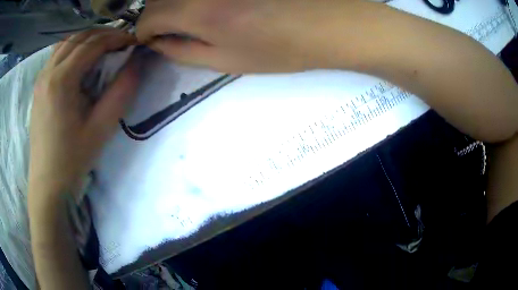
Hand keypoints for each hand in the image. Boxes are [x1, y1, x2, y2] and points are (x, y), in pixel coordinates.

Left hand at [29, 29, 138, 198]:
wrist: (47, 181)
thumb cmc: (73, 158)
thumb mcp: (102, 128)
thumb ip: (121, 91)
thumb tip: (137, 62)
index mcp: (61, 80)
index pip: (93, 44)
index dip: (117, 37)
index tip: (134, 41)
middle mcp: (48, 71)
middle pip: (79, 37)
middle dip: (103, 34)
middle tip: (121, 42)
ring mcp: (41, 77)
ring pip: (66, 42)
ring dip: (87, 39)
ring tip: (103, 46)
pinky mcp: (38, 85)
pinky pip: (57, 54)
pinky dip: (72, 48)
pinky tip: (80, 59)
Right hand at [136, 0, 364, 72]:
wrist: (325, 23)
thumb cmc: (279, 48)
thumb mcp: (225, 61)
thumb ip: (182, 52)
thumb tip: (158, 43)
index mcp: (197, 10)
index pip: (147, 17)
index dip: (144, 31)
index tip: (152, 39)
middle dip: (157, 15)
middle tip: (171, 29)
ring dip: (174, 2)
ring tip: (194, 16)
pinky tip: (213, 5)